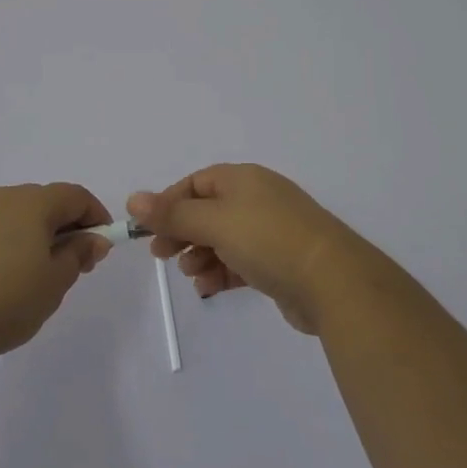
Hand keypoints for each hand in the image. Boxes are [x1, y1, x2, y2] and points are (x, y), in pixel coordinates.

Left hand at [0, 183, 112, 361]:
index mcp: (33, 202)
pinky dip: (2, 244)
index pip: (75, 196)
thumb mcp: (54, 283)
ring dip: (31, 235)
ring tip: (33, 274)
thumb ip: (78, 255)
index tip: (101, 245)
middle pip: (44, 202)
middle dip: (64, 227)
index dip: (95, 216)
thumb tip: (94, 238)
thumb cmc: (6, 299)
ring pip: (13, 215)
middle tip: (71, 264)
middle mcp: (2, 197)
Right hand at [127, 164, 368, 334]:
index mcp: (242, 179)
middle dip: (182, 232)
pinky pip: (240, 262)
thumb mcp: (215, 222)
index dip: (169, 204)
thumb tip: (133, 199)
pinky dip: (221, 272)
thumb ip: (173, 214)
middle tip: (161, 254)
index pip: (196, 183)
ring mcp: (271, 231)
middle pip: (208, 211)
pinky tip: (208, 287)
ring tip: (190, 273)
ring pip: (223, 239)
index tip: (148, 229)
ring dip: (201, 254)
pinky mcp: (279, 263)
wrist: (333, 281)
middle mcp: (257, 199)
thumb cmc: (268, 239)